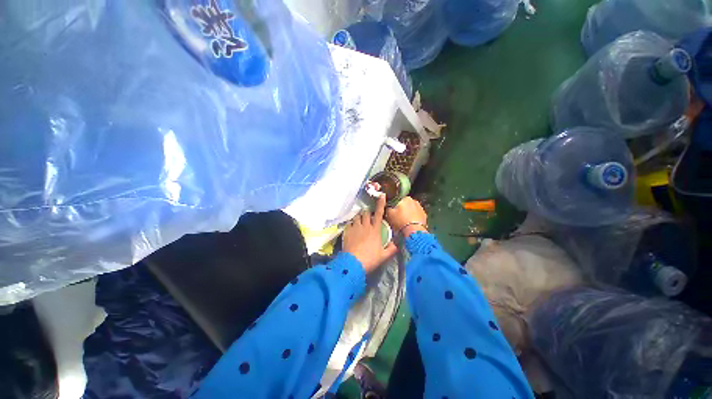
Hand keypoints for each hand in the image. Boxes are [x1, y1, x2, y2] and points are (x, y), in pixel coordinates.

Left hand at [343, 195, 397, 273]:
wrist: (353, 264)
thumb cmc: (370, 259)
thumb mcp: (383, 256)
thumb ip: (392, 249)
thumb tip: (398, 244)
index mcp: (375, 230)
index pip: (379, 214)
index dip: (380, 203)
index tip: (382, 195)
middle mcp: (365, 226)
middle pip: (366, 213)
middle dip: (367, 212)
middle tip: (368, 216)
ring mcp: (355, 228)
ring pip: (357, 217)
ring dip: (359, 217)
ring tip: (359, 221)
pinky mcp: (347, 231)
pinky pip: (349, 223)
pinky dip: (351, 224)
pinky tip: (352, 228)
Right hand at [385, 196, 427, 237]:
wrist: (414, 232)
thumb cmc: (400, 221)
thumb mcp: (389, 214)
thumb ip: (387, 207)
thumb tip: (387, 206)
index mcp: (405, 198)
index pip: (397, 200)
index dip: (394, 206)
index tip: (392, 212)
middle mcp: (414, 201)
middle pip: (405, 204)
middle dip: (402, 209)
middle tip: (397, 217)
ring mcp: (420, 208)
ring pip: (411, 210)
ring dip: (408, 214)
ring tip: (404, 222)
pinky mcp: (424, 216)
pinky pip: (416, 215)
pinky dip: (413, 218)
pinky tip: (410, 224)